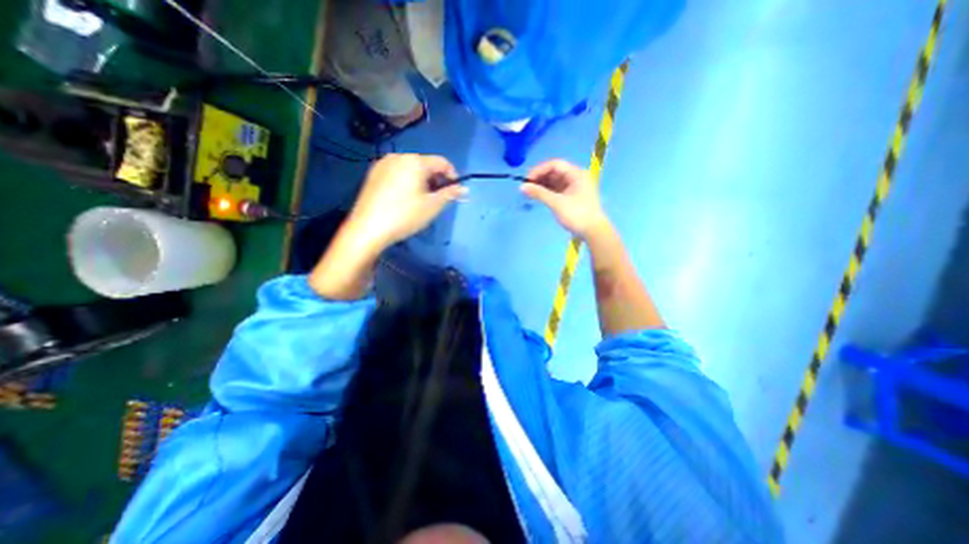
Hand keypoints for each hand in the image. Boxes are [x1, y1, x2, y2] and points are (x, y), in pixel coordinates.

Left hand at [351, 154, 466, 251]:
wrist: (368, 228)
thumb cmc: (405, 216)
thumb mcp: (432, 206)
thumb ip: (450, 194)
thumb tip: (464, 189)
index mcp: (415, 161)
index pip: (442, 162)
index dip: (452, 176)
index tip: (454, 192)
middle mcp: (398, 157)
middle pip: (425, 164)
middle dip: (436, 180)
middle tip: (437, 199)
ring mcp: (383, 164)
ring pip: (411, 169)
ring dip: (422, 182)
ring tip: (421, 201)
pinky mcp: (372, 175)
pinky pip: (397, 174)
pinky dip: (406, 182)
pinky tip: (404, 200)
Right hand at [522, 159, 603, 239]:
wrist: (592, 231)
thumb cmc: (577, 214)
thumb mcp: (557, 203)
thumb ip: (539, 193)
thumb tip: (522, 187)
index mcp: (576, 174)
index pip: (555, 165)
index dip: (539, 170)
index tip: (527, 179)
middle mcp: (575, 177)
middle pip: (554, 172)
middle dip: (540, 177)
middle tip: (526, 186)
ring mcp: (573, 187)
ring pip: (554, 181)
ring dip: (542, 185)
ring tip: (529, 191)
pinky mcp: (570, 196)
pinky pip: (556, 189)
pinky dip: (546, 191)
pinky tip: (537, 195)